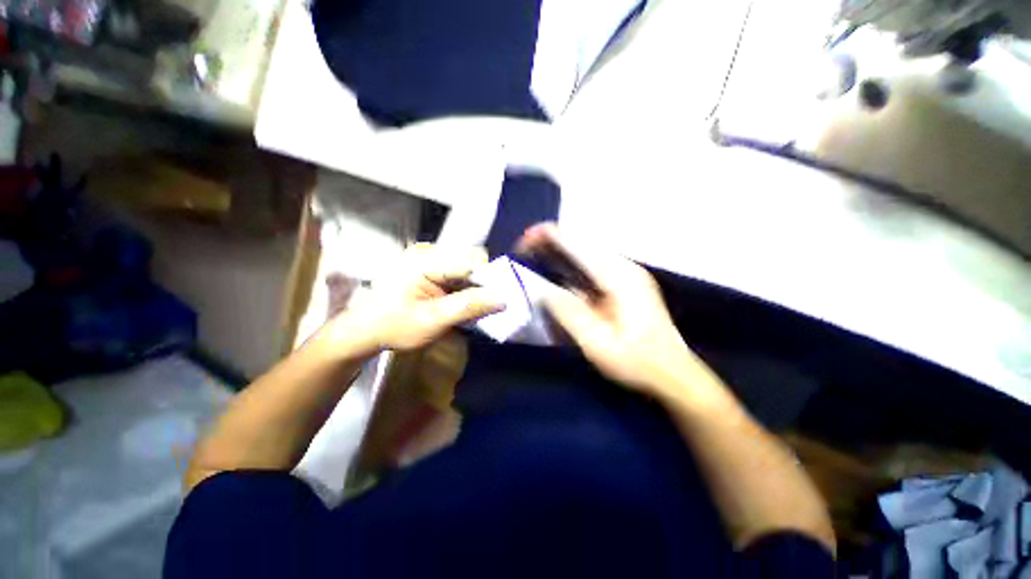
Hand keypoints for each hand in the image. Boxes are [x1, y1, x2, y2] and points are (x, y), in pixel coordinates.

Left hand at [325, 244, 503, 355]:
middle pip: (473, 262)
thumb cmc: (394, 326)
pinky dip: (466, 291)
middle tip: (484, 309)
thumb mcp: (433, 321)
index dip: (490, 280)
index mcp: (426, 260)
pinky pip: (460, 275)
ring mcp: (431, 259)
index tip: (498, 301)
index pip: (473, 261)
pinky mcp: (432, 268)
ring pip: (469, 269)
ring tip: (472, 310)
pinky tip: (461, 305)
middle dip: (483, 286)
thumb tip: (503, 299)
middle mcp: (430, 252)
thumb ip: (468, 307)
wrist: (366, 330)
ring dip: (475, 290)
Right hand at [518, 224, 699, 395]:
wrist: (673, 373)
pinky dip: (573, 258)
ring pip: (588, 248)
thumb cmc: (636, 362)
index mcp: (619, 277)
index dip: (549, 237)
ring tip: (538, 253)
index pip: (578, 244)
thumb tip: (542, 290)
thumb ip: (569, 313)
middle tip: (526, 248)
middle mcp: (625, 266)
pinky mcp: (627, 280)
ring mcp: (628, 272)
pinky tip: (561, 266)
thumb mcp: (597, 344)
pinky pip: (594, 261)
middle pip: (583, 240)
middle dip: (552, 239)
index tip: (524, 241)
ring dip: (562, 247)